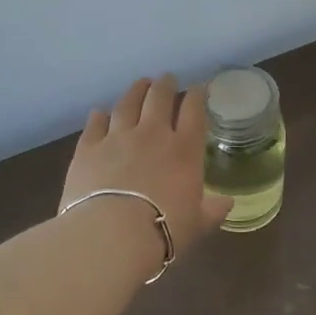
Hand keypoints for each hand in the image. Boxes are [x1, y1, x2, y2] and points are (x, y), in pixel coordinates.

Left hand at [61, 75, 234, 261]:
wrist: (111, 235)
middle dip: (165, 85)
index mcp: (184, 150)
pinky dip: (99, 116)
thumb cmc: (163, 231)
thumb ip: (212, 211)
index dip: (197, 96)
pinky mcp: (87, 148)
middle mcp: (152, 135)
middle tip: (167, 79)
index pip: (194, 111)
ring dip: (135, 91)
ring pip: (127, 104)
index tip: (199, 88)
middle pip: (159, 98)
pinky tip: (100, 112)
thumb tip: (227, 203)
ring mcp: (117, 138)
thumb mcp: (196, 225)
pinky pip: (94, 124)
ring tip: (140, 83)